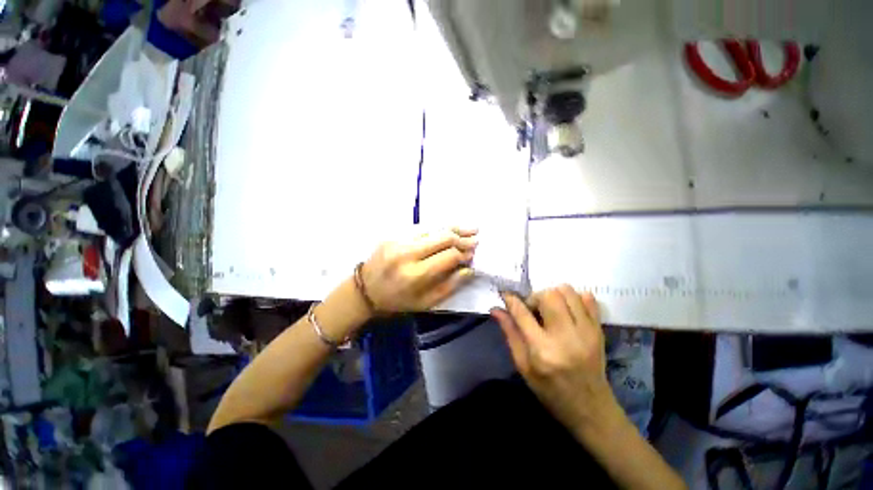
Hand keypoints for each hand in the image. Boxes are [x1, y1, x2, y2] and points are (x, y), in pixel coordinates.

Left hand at [361, 228, 477, 311]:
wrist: (364, 290)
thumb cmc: (397, 301)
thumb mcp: (425, 303)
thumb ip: (450, 286)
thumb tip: (469, 269)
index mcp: (415, 274)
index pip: (448, 256)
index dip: (464, 254)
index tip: (473, 255)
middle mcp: (407, 253)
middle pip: (442, 237)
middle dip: (462, 237)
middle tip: (476, 237)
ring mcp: (398, 240)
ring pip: (433, 228)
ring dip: (453, 228)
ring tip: (469, 228)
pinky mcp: (393, 235)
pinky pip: (422, 228)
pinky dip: (437, 229)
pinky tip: (448, 229)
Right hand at [491, 286, 620, 434]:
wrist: (590, 409)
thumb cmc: (550, 390)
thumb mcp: (523, 366)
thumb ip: (510, 333)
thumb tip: (495, 309)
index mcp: (542, 350)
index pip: (522, 313)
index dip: (511, 300)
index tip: (506, 295)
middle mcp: (565, 337)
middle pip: (549, 295)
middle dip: (535, 297)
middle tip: (533, 310)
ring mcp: (586, 332)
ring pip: (568, 292)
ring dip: (554, 295)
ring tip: (550, 309)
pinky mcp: (599, 331)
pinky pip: (589, 299)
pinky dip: (575, 298)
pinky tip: (568, 310)